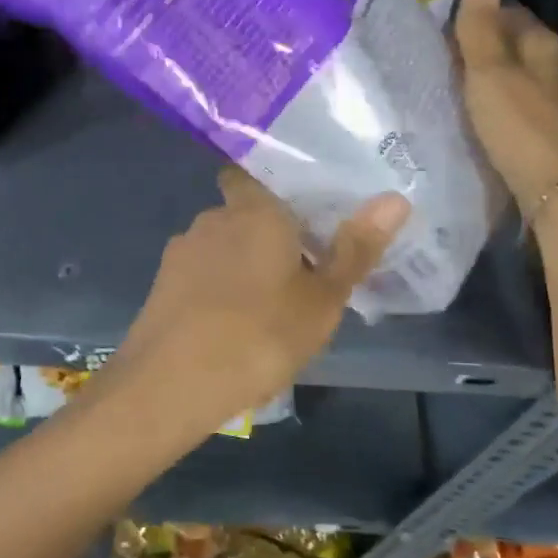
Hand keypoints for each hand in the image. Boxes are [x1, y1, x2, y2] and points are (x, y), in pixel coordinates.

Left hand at [100, 170, 409, 436]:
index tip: (301, 209)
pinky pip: (200, 274)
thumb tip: (395, 198)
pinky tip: (230, 323)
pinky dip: (217, 288)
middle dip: (266, 232)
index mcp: (254, 210)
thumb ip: (355, 248)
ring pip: (221, 245)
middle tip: (301, 266)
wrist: (168, 386)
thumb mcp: (321, 300)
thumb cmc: (257, 336)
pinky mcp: (161, 285)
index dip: (276, 186)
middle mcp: (212, 218)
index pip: (255, 172)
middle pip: (243, 212)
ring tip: (267, 302)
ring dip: (241, 262)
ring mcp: (181, 251)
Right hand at [455, 0, 557, 213]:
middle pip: (517, 45)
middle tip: (442, 57)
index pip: (510, 13)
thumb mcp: (489, 72)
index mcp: (546, 44)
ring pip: (521, 77)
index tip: (444, 26)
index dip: (478, 14)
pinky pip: (523, 106)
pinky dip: (503, 105)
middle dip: (485, 47)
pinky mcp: (557, 134)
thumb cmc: (520, 127)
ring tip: (457, 87)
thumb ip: (481, 23)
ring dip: (494, 78)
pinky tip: (484, 119)